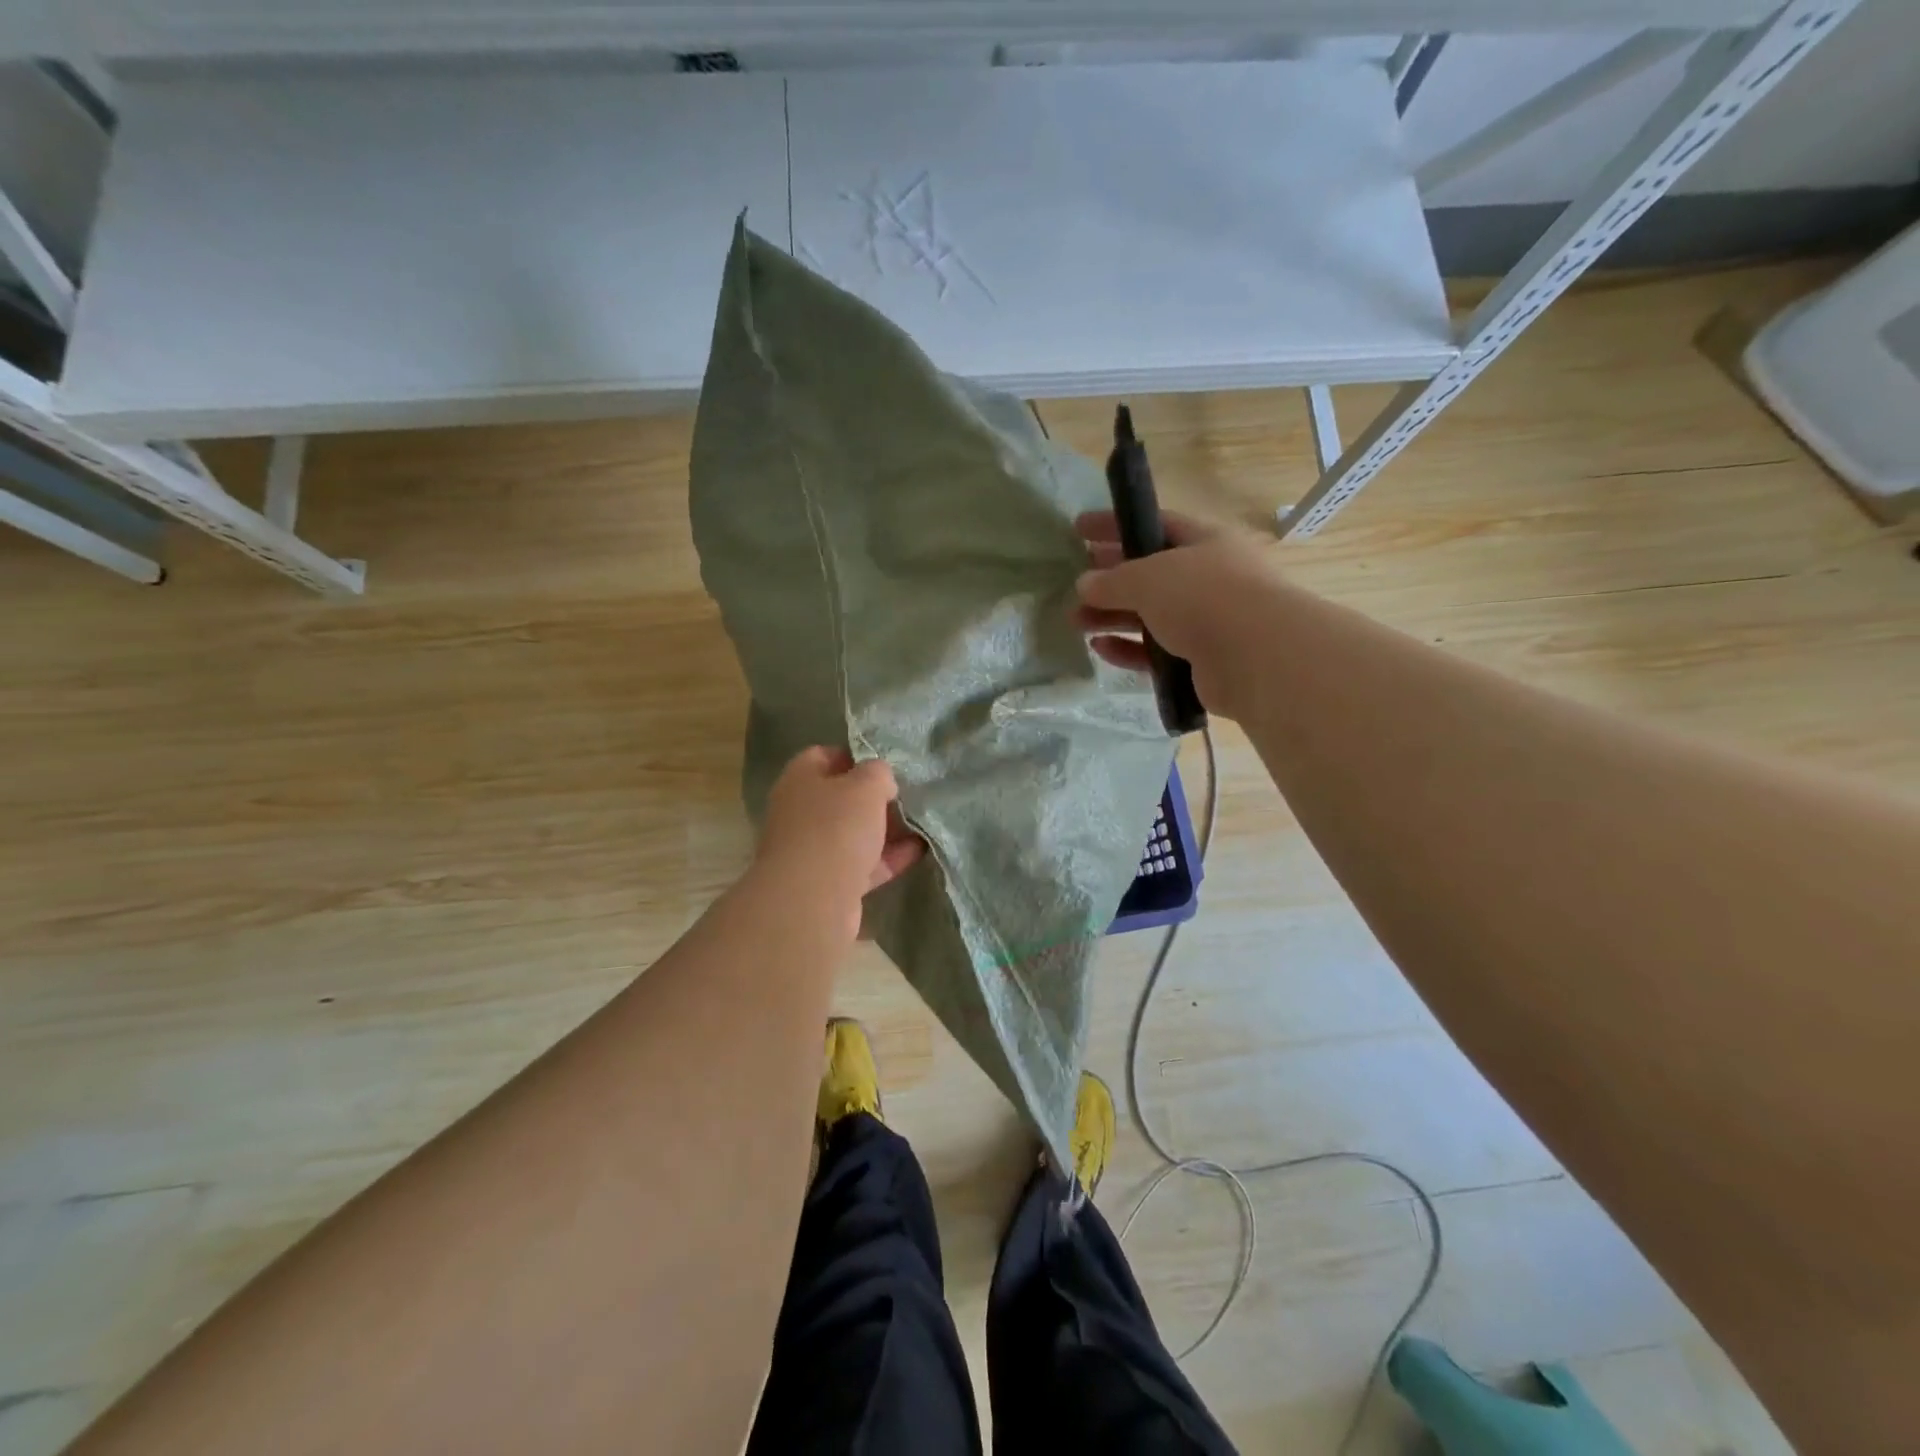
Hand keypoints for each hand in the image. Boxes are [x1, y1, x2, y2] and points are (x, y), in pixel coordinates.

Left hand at [752, 747, 923, 940]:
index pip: (823, 756)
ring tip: (921, 820)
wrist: (812, 899)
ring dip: (885, 829)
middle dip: (874, 797)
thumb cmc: (835, 827)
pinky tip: (920, 850)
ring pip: (854, 834)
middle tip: (908, 793)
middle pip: (840, 798)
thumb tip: (881, 779)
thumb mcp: (866, 786)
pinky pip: (864, 864)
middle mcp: (801, 813)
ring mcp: (814, 851)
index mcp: (800, 781)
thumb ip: (878, 773)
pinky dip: (889, 858)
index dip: (855, 756)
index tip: (886, 762)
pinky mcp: (830, 883)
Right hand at [1073, 511, 1273, 722]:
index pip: (1155, 524)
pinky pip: (1156, 651)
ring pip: (1151, 615)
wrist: (1256, 657)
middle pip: (1151, 573)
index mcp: (1206, 542)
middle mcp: (1209, 578)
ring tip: (1076, 621)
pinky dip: (1128, 649)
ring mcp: (1208, 621)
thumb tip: (1084, 583)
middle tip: (1075, 583)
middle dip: (1111, 577)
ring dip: (1112, 616)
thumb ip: (1112, 579)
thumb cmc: (1204, 597)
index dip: (1116, 525)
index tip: (1079, 529)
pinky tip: (1099, 648)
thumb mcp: (1148, 577)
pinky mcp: (1201, 661)